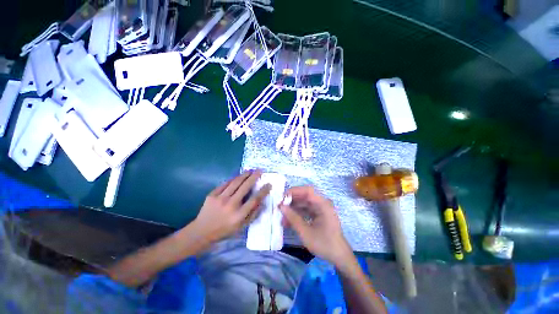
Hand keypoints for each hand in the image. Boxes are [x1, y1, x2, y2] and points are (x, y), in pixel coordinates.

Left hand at [194, 170, 270, 243]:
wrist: (202, 231)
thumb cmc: (225, 230)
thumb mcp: (241, 227)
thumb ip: (253, 214)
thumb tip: (262, 202)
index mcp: (239, 215)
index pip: (254, 200)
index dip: (263, 191)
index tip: (268, 184)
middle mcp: (230, 205)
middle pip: (245, 187)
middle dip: (254, 177)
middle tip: (260, 170)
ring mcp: (220, 199)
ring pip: (235, 182)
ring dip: (244, 175)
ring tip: (250, 170)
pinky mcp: (212, 195)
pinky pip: (225, 184)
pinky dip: (233, 179)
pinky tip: (238, 176)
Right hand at [280, 186, 353, 267]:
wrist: (339, 257)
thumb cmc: (324, 244)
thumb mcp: (306, 232)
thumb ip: (293, 218)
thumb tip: (281, 206)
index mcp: (323, 204)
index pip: (307, 190)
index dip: (294, 191)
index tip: (282, 198)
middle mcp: (322, 203)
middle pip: (305, 196)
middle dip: (291, 201)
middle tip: (280, 207)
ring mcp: (321, 209)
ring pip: (304, 203)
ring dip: (293, 209)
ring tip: (282, 217)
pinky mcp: (319, 214)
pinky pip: (306, 210)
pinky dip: (298, 214)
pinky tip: (289, 221)